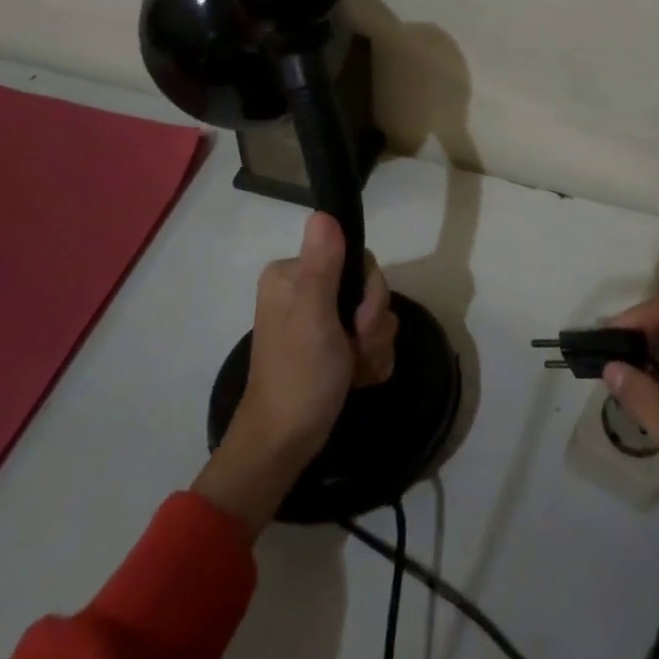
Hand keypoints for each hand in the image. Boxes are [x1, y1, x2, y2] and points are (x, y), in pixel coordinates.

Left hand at [193, 213, 397, 534]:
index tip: (359, 323)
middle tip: (356, 352)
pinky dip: (370, 359)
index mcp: (293, 274)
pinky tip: (358, 378)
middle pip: (367, 287)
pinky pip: (370, 337)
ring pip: (373, 314)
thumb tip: (324, 213)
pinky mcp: (331, 344)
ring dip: (374, 346)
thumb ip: (322, 266)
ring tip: (356, 371)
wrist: (285, 446)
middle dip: (372, 324)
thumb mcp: (313, 319)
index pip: (356, 258)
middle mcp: (305, 288)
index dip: (369, 292)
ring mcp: (319, 318)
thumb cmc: (298, 379)